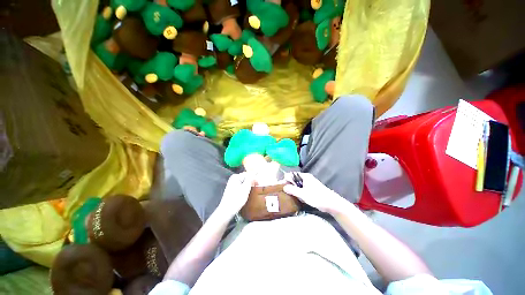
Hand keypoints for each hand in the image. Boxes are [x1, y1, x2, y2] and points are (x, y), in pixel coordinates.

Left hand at [217, 172, 255, 216]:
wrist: (227, 210)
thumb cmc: (237, 198)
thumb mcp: (246, 188)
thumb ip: (250, 179)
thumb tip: (254, 172)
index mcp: (236, 177)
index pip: (248, 174)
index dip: (254, 178)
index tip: (258, 184)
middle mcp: (233, 178)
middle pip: (245, 178)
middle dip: (251, 181)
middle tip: (256, 187)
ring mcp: (232, 184)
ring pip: (243, 182)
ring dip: (248, 185)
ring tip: (252, 191)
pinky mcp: (232, 189)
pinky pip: (241, 186)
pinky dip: (245, 188)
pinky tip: (246, 193)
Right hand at [283, 173, 345, 212]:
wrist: (332, 204)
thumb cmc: (318, 197)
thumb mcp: (303, 194)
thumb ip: (293, 190)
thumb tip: (284, 187)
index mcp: (305, 176)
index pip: (291, 175)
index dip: (285, 179)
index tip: (280, 186)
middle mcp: (306, 178)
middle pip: (294, 179)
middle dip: (288, 185)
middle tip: (283, 192)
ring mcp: (309, 184)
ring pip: (297, 185)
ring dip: (293, 189)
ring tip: (287, 195)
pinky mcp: (311, 189)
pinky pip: (301, 188)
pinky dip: (297, 192)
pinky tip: (295, 197)